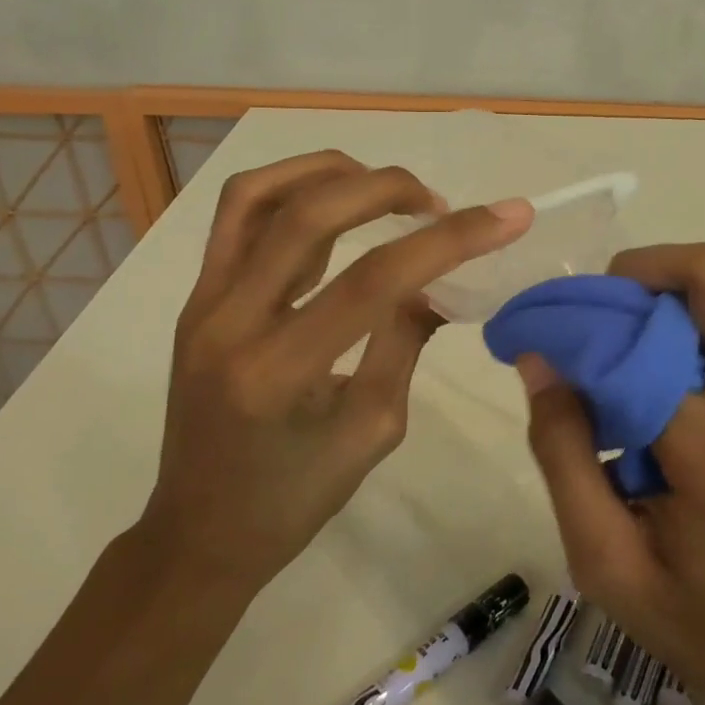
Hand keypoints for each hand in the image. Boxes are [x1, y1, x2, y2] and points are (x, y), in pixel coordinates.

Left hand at [146, 151, 531, 596]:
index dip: (449, 240)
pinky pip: (239, 216)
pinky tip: (334, 204)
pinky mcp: (196, 295)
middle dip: (389, 188)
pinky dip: (292, 189)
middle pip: (311, 215)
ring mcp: (202, 301)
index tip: (508, 217)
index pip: (374, 280)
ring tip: (384, 188)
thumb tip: (442, 280)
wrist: (198, 532)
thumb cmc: (292, 499)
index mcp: (279, 373)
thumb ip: (405, 341)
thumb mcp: (371, 431)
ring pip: (261, 194)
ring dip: (331, 172)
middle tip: (437, 202)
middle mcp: (229, 322)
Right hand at [520, 244, 704, 704]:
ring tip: (661, 315)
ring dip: (704, 277)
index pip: (629, 341)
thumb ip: (562, 454)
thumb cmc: (702, 620)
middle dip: (646, 266)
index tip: (541, 330)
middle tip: (608, 303)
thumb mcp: (605, 561)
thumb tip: (541, 361)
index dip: (574, 321)